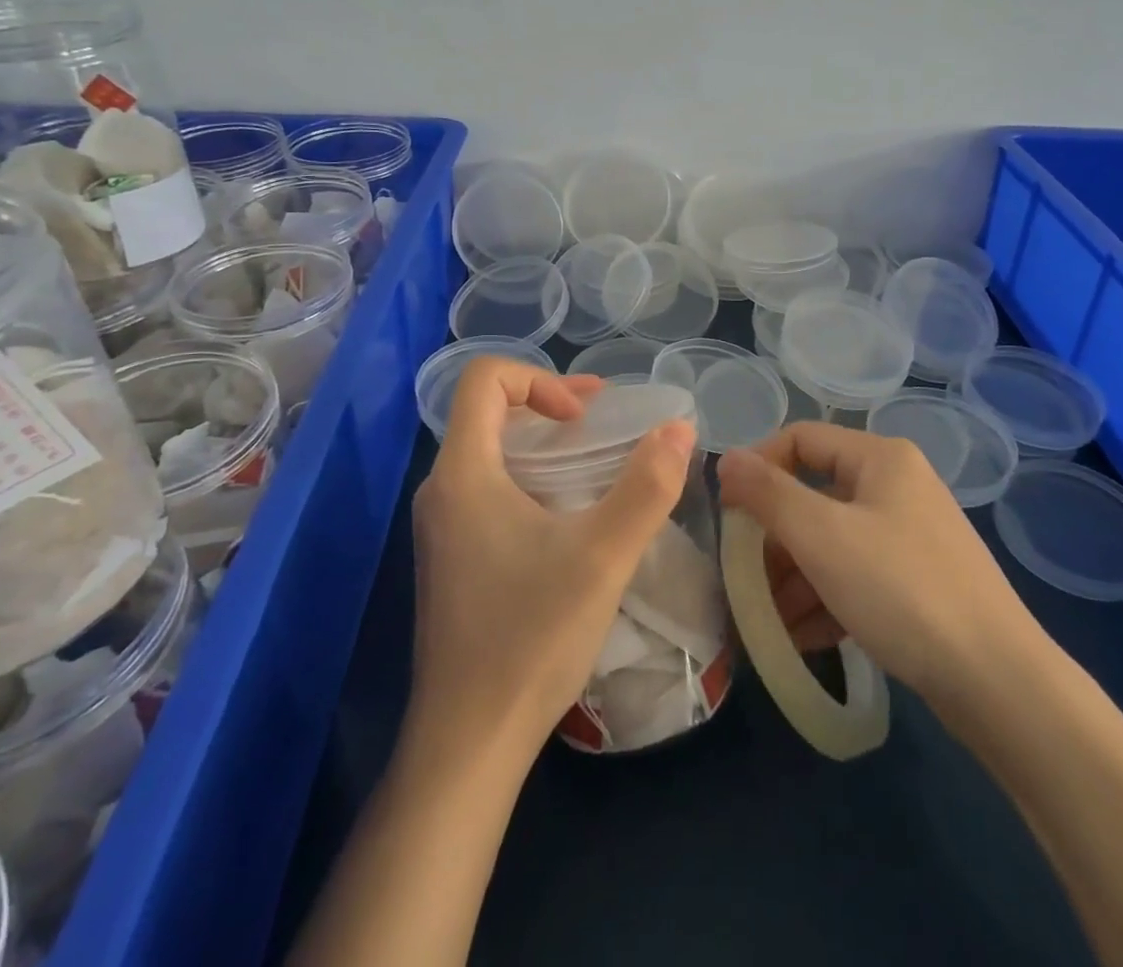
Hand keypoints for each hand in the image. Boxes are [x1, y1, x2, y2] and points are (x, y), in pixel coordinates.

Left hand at [410, 358, 695, 759]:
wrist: (469, 742)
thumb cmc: (531, 637)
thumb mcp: (603, 556)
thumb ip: (647, 487)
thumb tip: (680, 429)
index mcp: (463, 474)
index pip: (482, 379)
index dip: (539, 379)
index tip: (583, 417)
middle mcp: (441, 490)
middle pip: (487, 412)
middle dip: (549, 405)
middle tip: (602, 424)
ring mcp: (441, 527)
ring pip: (489, 452)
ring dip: (542, 444)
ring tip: (594, 465)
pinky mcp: (451, 557)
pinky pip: (487, 489)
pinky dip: (530, 479)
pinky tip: (568, 519)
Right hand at [718, 423, 1045, 706]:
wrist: (998, 682)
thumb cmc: (900, 589)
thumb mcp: (822, 537)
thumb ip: (767, 494)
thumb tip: (727, 459)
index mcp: (880, 458)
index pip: (801, 439)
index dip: (759, 467)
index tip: (728, 513)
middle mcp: (897, 486)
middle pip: (815, 495)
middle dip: (775, 539)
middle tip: (744, 579)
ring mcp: (911, 536)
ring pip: (833, 542)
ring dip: (794, 578)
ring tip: (766, 622)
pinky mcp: (919, 582)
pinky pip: (857, 576)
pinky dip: (826, 600)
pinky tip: (800, 639)